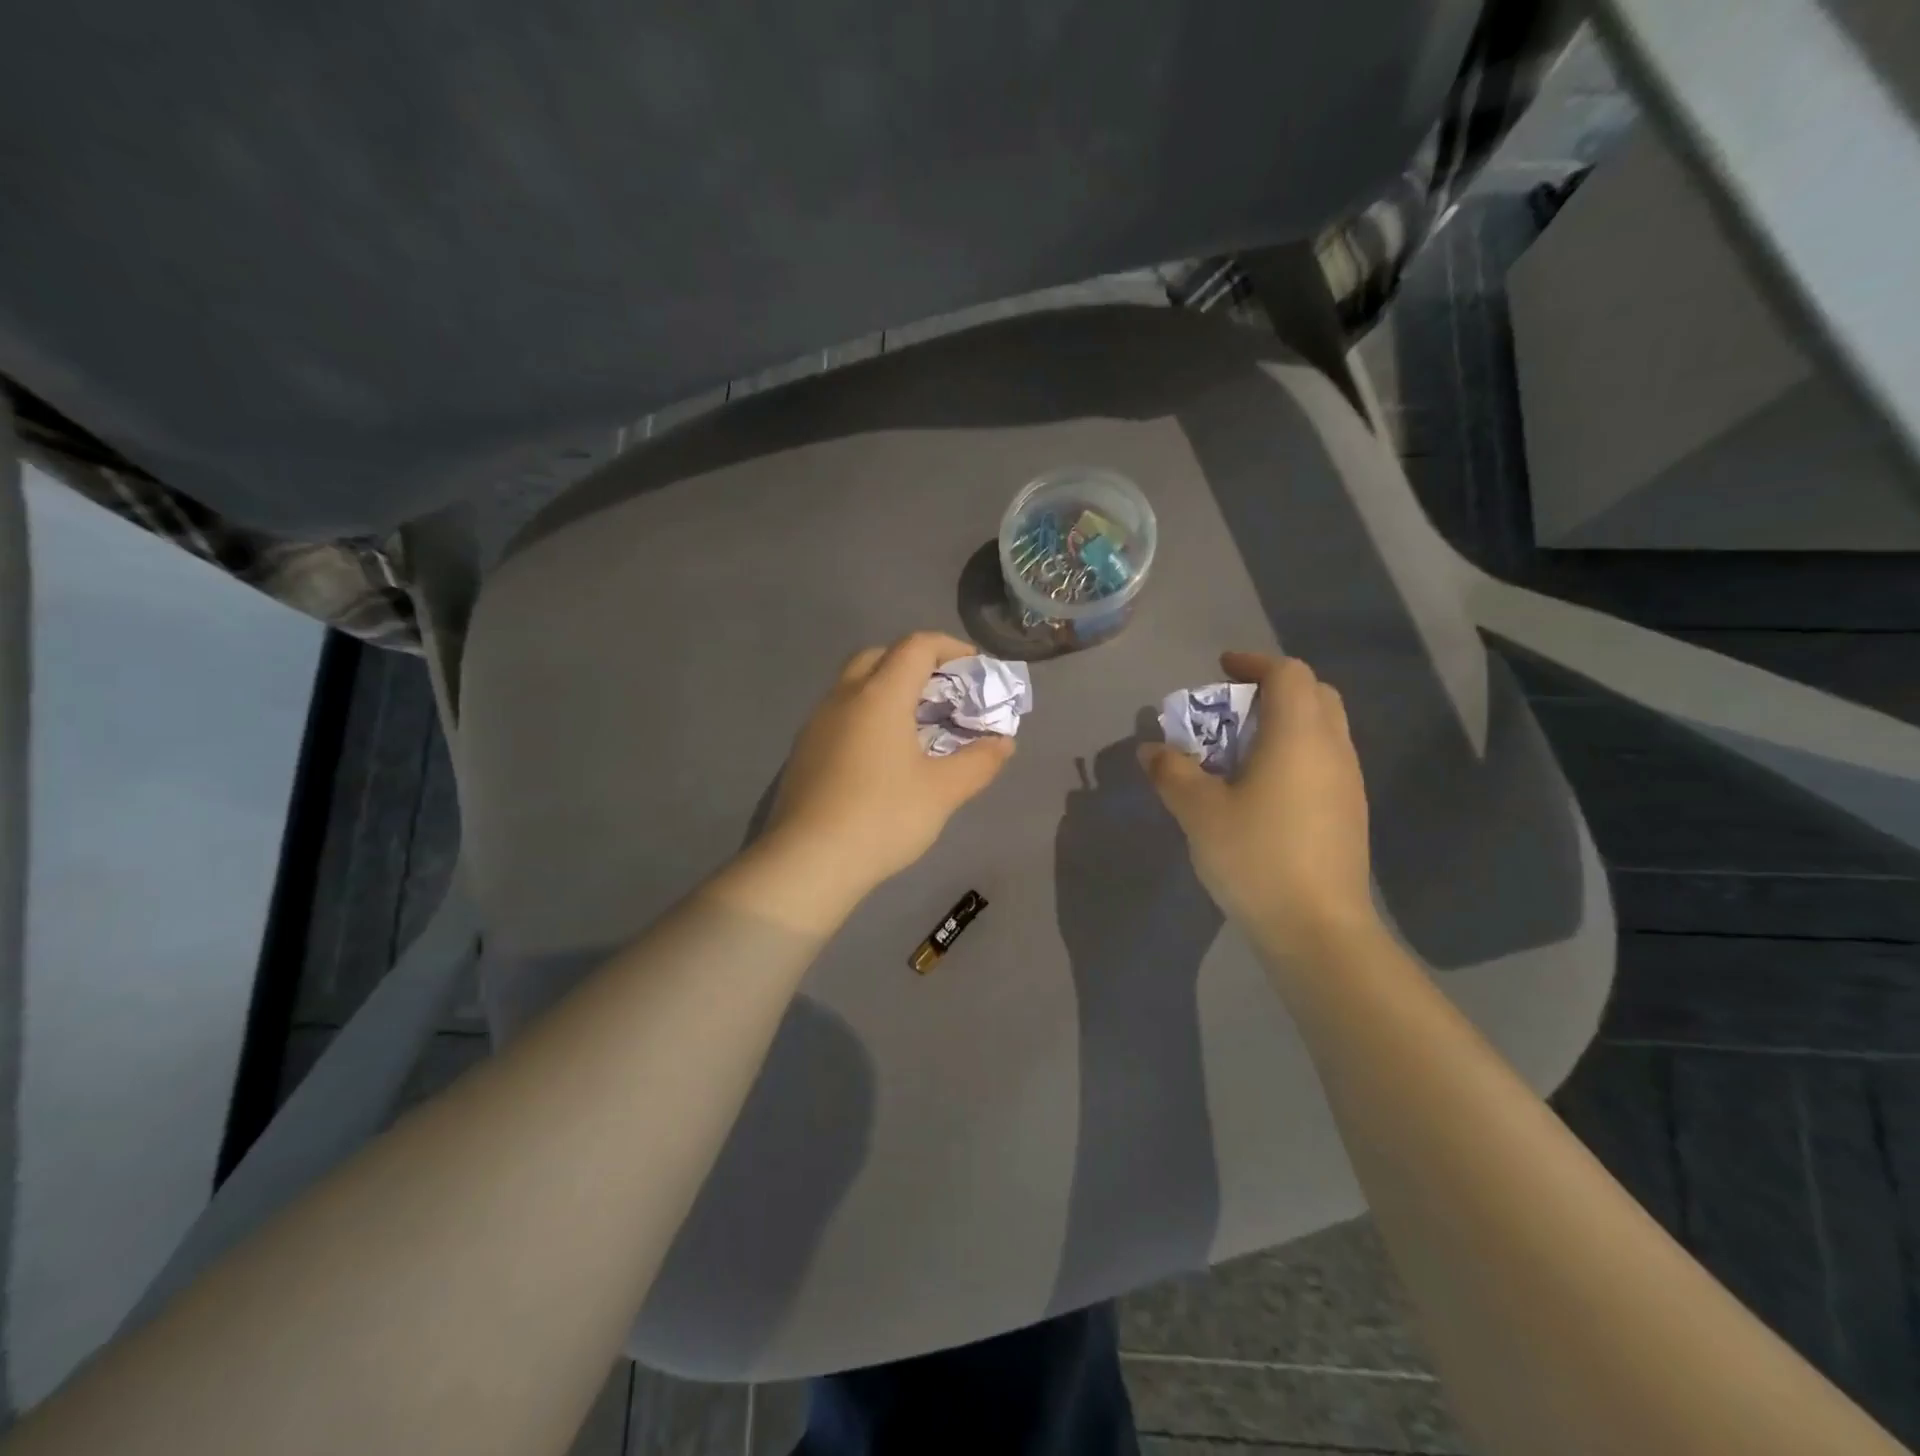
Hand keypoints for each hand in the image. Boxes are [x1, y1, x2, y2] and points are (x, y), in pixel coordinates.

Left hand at [765, 631, 1015, 893]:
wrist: (808, 860)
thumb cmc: (883, 817)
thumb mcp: (942, 791)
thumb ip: (979, 762)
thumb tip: (1003, 743)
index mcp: (880, 695)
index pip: (916, 646)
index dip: (950, 648)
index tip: (974, 669)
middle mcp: (844, 697)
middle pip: (880, 656)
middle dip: (916, 663)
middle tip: (943, 694)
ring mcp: (817, 723)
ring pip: (855, 684)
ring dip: (888, 689)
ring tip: (917, 724)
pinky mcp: (804, 750)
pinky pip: (841, 713)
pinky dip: (867, 715)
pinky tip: (882, 754)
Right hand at [1139, 652, 1376, 962]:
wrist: (1318, 929)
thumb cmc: (1256, 857)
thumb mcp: (1198, 812)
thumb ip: (1172, 772)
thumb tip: (1151, 750)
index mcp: (1299, 736)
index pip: (1289, 674)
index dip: (1254, 663)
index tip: (1222, 669)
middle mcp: (1333, 749)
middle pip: (1314, 695)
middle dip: (1272, 689)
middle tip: (1232, 709)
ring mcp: (1348, 783)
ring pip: (1322, 729)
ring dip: (1284, 723)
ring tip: (1240, 749)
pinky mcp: (1350, 813)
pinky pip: (1324, 760)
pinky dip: (1294, 753)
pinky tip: (1262, 788)